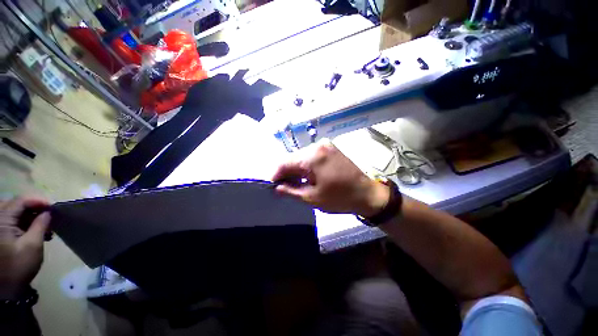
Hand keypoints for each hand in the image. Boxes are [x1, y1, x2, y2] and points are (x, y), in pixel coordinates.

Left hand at [0, 198, 49, 299]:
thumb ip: (40, 225)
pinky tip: (35, 231)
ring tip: (44, 225)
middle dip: (34, 208)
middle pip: (17, 205)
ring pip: (15, 212)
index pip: (21, 201)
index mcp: (2, 220)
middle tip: (49, 216)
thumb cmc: (19, 266)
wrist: (6, 287)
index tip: (53, 207)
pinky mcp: (1, 233)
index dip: (38, 201)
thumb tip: (48, 212)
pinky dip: (25, 223)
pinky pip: (13, 221)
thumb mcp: (32, 246)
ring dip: (30, 217)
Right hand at [272, 140, 389, 216]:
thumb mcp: (312, 197)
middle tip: (282, 187)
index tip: (271, 186)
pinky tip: (305, 177)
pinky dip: (305, 166)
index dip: (275, 175)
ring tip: (293, 184)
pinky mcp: (331, 149)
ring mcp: (325, 146)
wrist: (367, 194)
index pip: (284, 162)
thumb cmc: (339, 198)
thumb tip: (275, 187)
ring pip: (302, 157)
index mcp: (312, 156)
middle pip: (293, 158)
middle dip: (286, 173)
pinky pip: (311, 156)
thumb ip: (290, 190)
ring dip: (296, 170)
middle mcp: (318, 146)